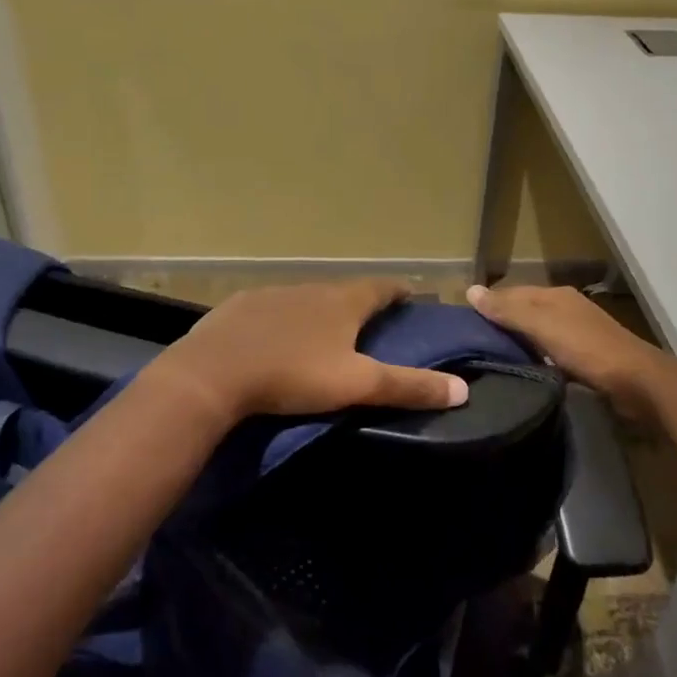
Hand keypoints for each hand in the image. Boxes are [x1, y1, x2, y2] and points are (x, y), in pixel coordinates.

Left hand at [152, 280, 469, 422]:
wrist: (212, 374)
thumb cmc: (293, 375)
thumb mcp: (357, 384)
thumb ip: (409, 386)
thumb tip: (463, 389)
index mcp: (342, 302)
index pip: (381, 288)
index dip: (398, 291)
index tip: (411, 295)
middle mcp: (310, 289)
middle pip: (343, 291)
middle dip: (359, 303)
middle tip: (370, 321)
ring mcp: (271, 294)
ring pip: (305, 299)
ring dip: (319, 310)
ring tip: (323, 332)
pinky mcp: (238, 308)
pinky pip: (270, 309)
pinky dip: (281, 319)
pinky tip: (274, 337)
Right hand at [466, 284, 673, 418]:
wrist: (636, 382)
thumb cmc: (586, 349)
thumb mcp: (542, 326)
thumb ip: (508, 310)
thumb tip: (471, 290)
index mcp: (556, 295)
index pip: (512, 292)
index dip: (489, 303)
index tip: (464, 322)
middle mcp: (567, 307)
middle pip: (525, 310)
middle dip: (502, 322)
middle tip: (472, 343)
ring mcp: (577, 331)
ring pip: (538, 331)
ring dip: (518, 340)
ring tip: (490, 357)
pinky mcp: (585, 356)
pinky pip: (550, 350)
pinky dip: (535, 355)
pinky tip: (523, 368)